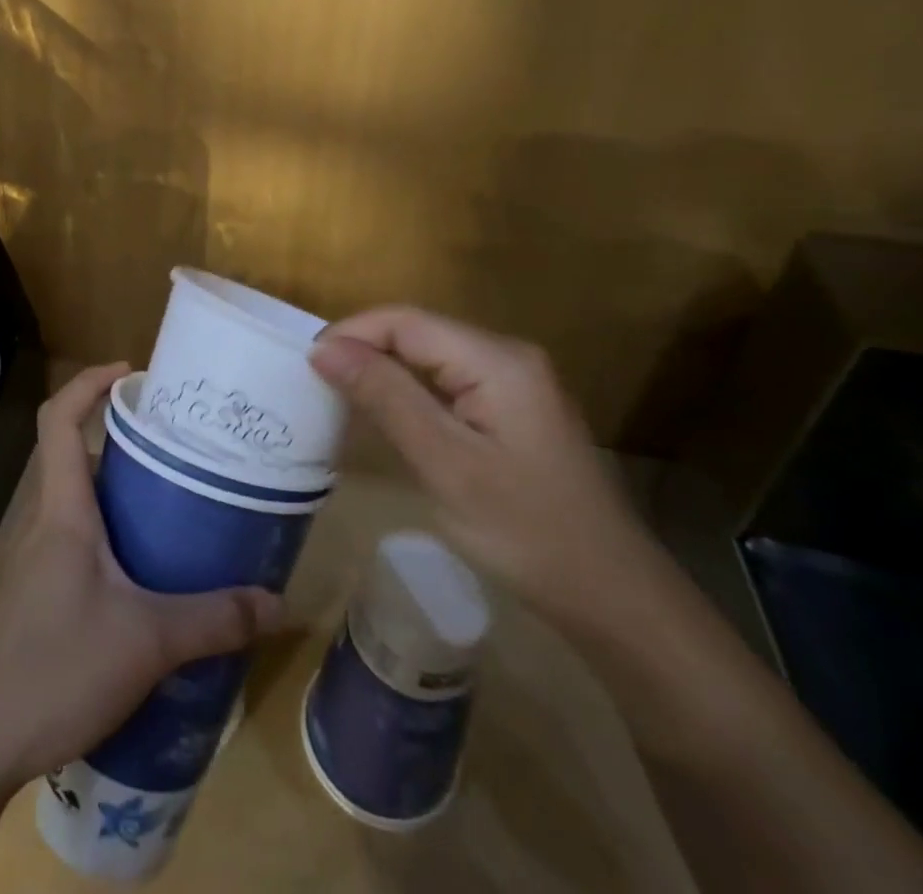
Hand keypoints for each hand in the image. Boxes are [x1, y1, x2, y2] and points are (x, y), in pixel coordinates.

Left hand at [0, 362, 282, 793]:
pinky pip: (72, 543)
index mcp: (62, 509)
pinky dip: (107, 538)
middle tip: (178, 452)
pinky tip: (142, 578)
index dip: (88, 383)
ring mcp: (30, 558)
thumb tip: (277, 602)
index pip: (59, 418)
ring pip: (76, 503)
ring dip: (117, 496)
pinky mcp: (30, 594)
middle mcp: (41, 521)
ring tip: (172, 509)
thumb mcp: (146, 642)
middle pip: (75, 456)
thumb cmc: (54, 669)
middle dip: (122, 444)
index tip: (131, 373)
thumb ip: (213, 619)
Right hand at [308, 306, 655, 630]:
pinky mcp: (515, 411)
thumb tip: (323, 349)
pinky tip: (388, 417)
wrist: (615, 600)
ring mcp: (516, 384)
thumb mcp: (444, 463)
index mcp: (497, 361)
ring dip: (383, 372)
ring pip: (430, 358)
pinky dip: (410, 392)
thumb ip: (384, 397)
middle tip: (317, 385)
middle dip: (363, 351)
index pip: (405, 321)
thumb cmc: (526, 531)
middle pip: (418, 333)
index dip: (351, 334)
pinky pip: (448, 383)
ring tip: (340, 398)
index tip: (306, 366)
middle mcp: (509, 357)